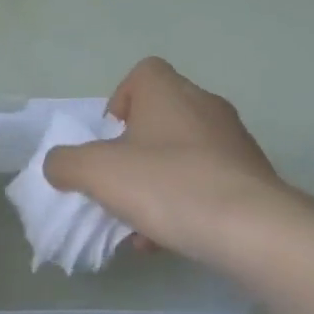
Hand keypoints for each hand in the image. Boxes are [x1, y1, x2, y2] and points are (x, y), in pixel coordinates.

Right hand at [43, 57, 301, 262]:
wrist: (254, 231)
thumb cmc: (167, 184)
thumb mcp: (95, 172)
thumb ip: (65, 163)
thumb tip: (59, 165)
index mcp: (168, 92)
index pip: (142, 74)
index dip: (119, 101)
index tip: (109, 138)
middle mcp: (205, 107)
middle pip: (160, 119)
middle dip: (134, 152)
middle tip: (119, 182)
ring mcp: (234, 143)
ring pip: (183, 156)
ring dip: (156, 184)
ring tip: (140, 224)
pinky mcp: (254, 179)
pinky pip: (207, 184)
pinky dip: (184, 205)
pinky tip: (168, 240)